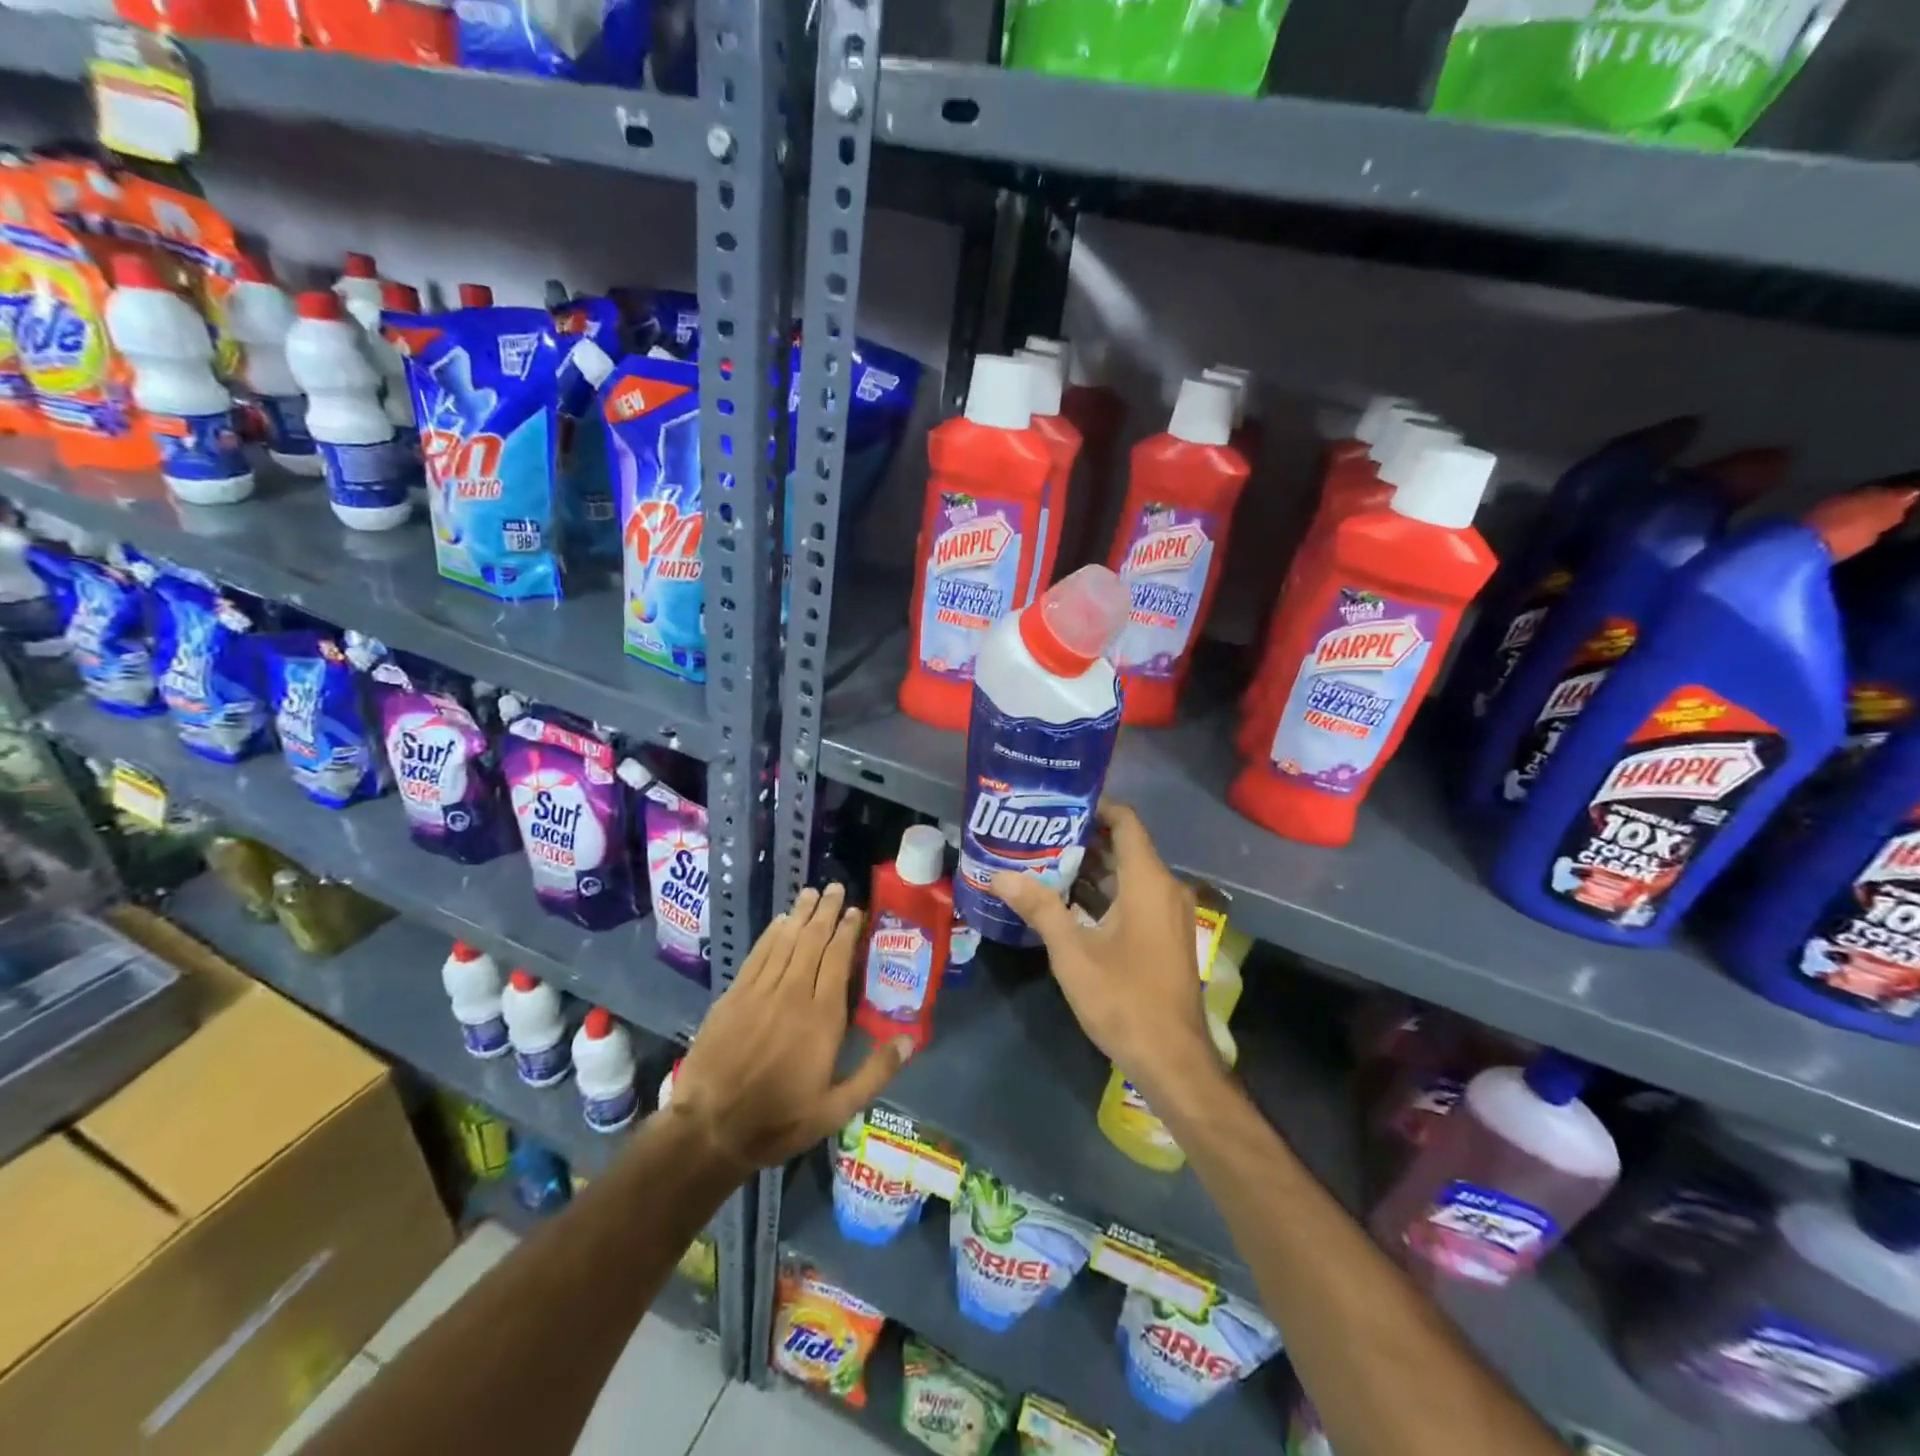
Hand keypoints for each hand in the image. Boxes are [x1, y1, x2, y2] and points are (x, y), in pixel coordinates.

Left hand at [669, 883, 910, 1173]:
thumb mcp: (837, 1109)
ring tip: (812, 893)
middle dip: (826, 911)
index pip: (838, 959)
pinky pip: (758, 955)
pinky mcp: (734, 996)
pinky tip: (779, 922)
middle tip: (836, 888)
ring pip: (786, 941)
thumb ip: (875, 1072)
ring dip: (800, 915)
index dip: (847, 931)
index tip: (855, 911)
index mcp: (823, 1017)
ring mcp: (760, 991)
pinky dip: (771, 934)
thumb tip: (909, 1039)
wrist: (711, 1128)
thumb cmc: (780, 1120)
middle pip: (813, 941)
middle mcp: (793, 993)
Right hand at [991, 801, 1219, 1099]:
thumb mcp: (1073, 953)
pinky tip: (1067, 901)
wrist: (1173, 1060)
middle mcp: (1165, 888)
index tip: (1057, 803)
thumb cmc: (1124, 999)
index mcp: (1149, 882)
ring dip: (1091, 868)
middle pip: (1124, 846)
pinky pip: (1135, 897)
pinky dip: (1104, 893)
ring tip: (1043, 861)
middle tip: (1037, 833)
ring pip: (1128, 874)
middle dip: (1083, 838)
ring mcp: (1169, 914)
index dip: (1095, 806)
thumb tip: (999, 875)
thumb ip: (1039, 908)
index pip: (1126, 821)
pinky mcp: (1165, 936)